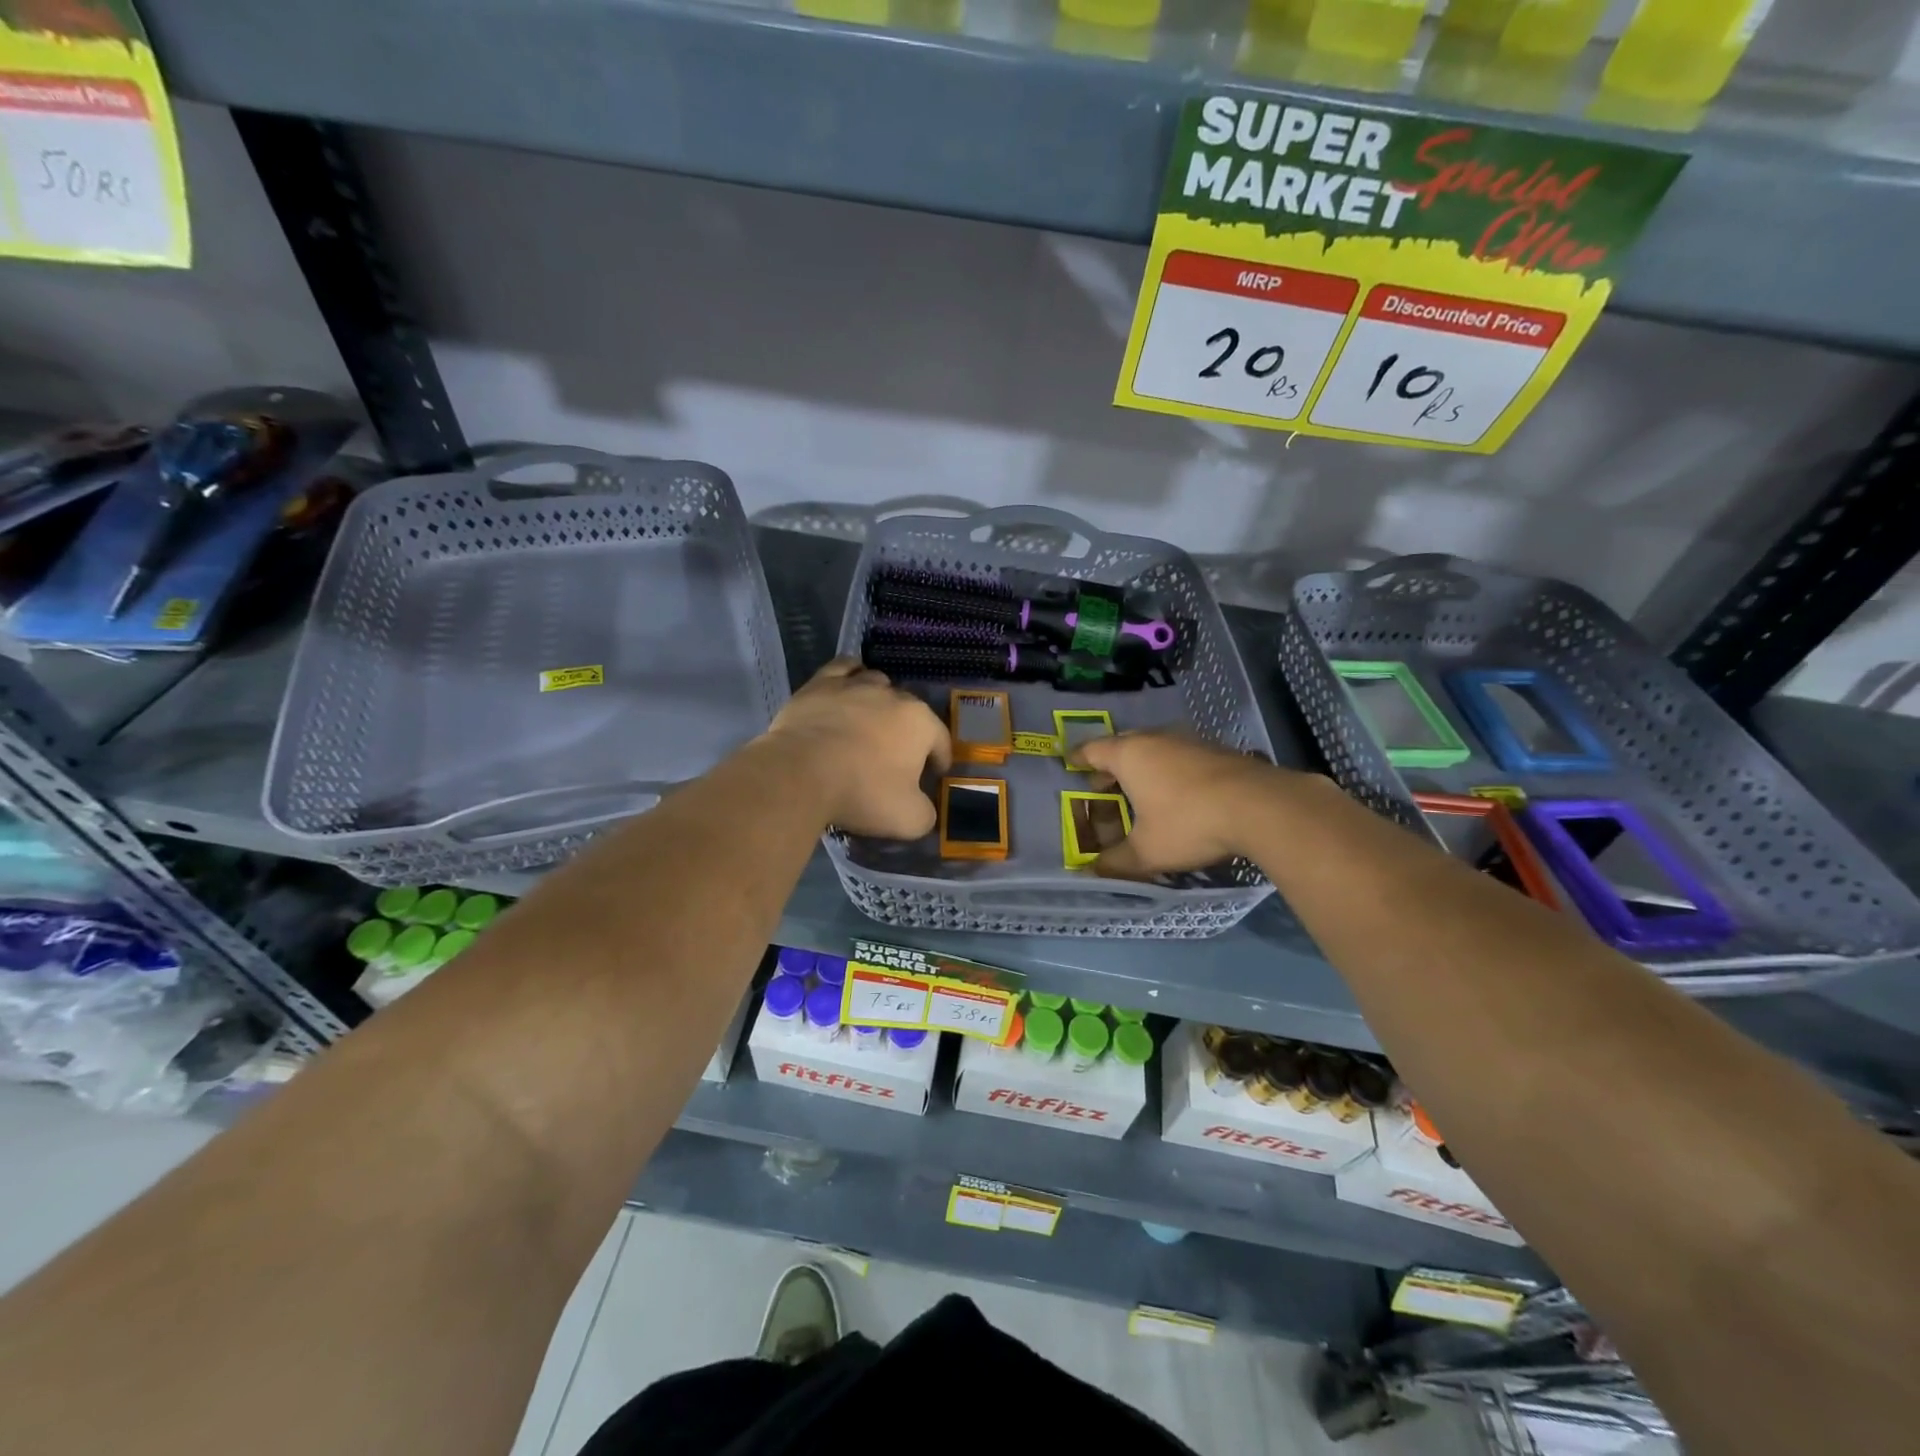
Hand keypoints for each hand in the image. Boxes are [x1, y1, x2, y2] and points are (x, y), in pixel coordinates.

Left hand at [763, 659, 950, 837]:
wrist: (799, 774)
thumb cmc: (862, 793)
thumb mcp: (909, 819)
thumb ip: (925, 812)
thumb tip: (922, 807)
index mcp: (920, 723)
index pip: (940, 741)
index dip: (940, 760)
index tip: (933, 776)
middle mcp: (893, 695)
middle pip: (909, 711)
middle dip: (909, 733)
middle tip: (896, 758)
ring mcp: (856, 685)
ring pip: (878, 684)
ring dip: (881, 701)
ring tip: (870, 723)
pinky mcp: (821, 683)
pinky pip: (844, 668)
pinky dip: (851, 675)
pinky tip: (848, 687)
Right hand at [1074, 731, 1289, 877]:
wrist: (1260, 807)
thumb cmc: (1188, 823)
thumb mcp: (1147, 852)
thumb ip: (1116, 862)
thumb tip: (1093, 872)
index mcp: (1130, 755)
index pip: (1093, 750)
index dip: (1079, 758)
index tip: (1069, 763)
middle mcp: (1156, 740)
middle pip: (1124, 745)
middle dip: (1110, 764)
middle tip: (1102, 783)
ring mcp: (1190, 742)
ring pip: (1156, 748)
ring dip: (1144, 766)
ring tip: (1140, 789)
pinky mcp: (1218, 751)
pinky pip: (1181, 756)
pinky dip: (1171, 770)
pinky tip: (1179, 792)